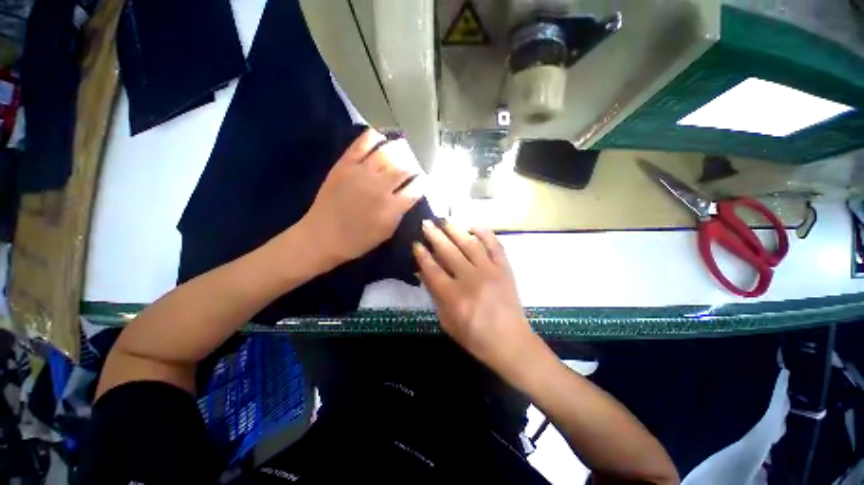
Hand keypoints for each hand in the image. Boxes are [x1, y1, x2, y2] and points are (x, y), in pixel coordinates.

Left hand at [301, 128, 424, 264]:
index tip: (421, 181)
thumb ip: (400, 211)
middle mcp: (380, 187)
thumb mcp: (387, 231)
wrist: (323, 236)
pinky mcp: (345, 164)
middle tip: (412, 167)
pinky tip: (380, 138)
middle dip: (413, 166)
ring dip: (399, 149)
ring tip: (402, 149)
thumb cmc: (358, 240)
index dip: (422, 182)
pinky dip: (374, 137)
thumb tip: (410, 194)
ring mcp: (362, 173)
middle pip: (405, 168)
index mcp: (392, 207)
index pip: (416, 187)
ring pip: (388, 152)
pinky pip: (363, 143)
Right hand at [413, 222, 541, 377]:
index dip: (423, 255)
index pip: (433, 270)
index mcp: (455, 297)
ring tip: (445, 220)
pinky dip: (485, 233)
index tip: (416, 243)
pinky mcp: (504, 269)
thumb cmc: (475, 337)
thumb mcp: (447, 322)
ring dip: (455, 230)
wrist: (511, 342)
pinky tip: (474, 226)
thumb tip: (424, 272)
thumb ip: (435, 296)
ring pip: (470, 244)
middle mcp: (471, 280)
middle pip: (449, 252)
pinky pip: (495, 245)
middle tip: (426, 223)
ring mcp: (490, 271)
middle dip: (435, 235)